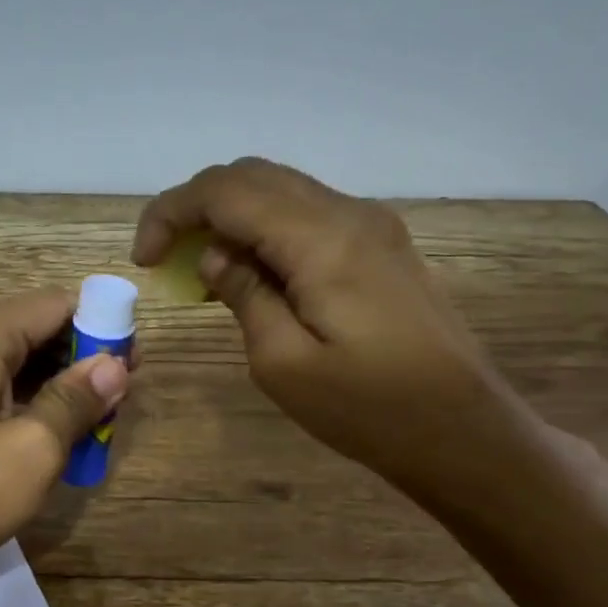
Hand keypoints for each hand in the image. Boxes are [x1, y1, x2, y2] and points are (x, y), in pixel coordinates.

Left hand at [0, 289, 129, 595]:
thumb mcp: (32, 450)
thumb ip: (75, 400)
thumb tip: (114, 365)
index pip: (50, 305)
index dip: (98, 325)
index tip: (131, 361)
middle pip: (28, 331)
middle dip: (77, 358)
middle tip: (118, 397)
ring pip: (9, 363)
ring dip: (53, 385)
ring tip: (94, 419)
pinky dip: (23, 403)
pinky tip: (51, 434)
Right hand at [133, 157, 531, 496]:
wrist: (463, 430)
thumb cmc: (368, 409)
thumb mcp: (284, 364)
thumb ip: (244, 296)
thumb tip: (215, 255)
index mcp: (322, 240)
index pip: (226, 191)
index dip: (171, 212)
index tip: (144, 260)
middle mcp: (349, 214)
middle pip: (252, 176)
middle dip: (195, 208)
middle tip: (165, 260)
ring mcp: (371, 225)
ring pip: (280, 191)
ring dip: (229, 218)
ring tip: (200, 271)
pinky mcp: (381, 246)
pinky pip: (307, 216)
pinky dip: (263, 231)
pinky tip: (250, 274)